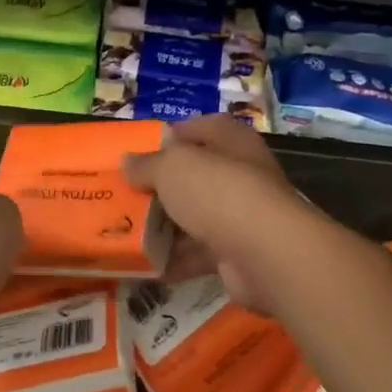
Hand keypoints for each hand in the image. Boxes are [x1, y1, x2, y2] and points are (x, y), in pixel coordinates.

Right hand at [123, 115, 307, 312]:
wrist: (264, 252)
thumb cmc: (216, 191)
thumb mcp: (171, 167)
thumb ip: (147, 164)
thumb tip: (127, 161)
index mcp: (230, 140)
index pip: (201, 128)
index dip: (174, 135)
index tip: (143, 149)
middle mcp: (240, 173)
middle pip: (196, 175)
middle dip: (163, 186)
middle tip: (127, 193)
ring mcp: (242, 214)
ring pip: (196, 215)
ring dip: (166, 226)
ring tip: (127, 230)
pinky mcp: (239, 252)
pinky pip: (199, 252)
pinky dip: (176, 258)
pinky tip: (146, 263)